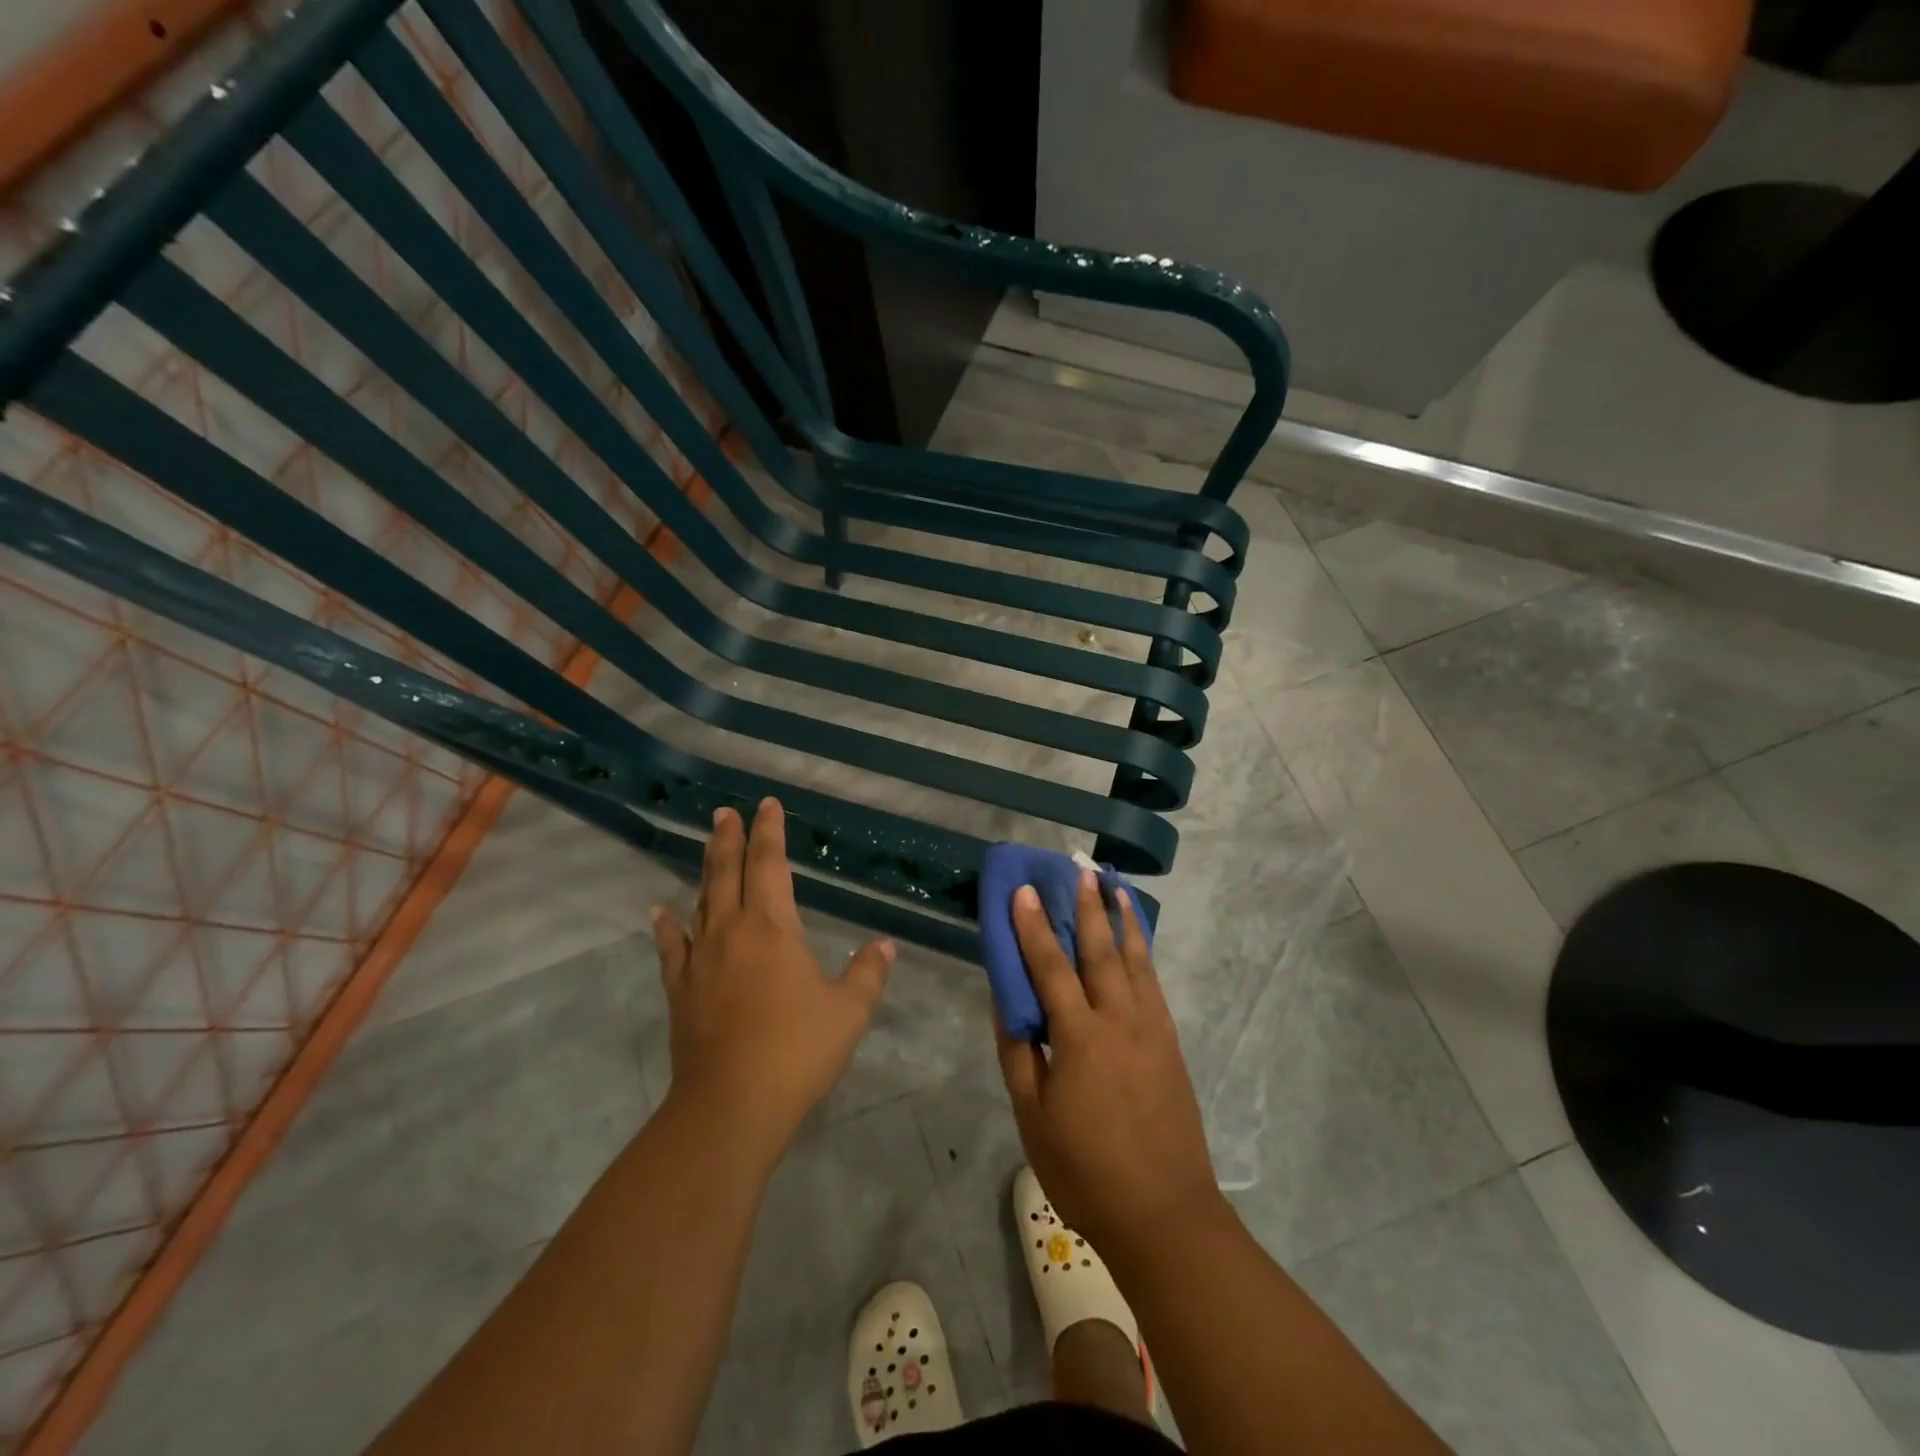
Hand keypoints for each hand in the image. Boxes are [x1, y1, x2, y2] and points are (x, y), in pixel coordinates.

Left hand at [652, 799, 893, 1157]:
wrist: (731, 1105)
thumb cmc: (797, 1051)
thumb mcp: (848, 1012)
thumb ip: (868, 973)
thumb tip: (885, 945)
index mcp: (772, 927)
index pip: (769, 864)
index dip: (770, 832)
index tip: (768, 805)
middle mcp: (731, 931)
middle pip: (727, 872)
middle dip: (730, 838)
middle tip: (727, 811)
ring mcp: (701, 959)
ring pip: (701, 900)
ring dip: (706, 868)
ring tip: (709, 843)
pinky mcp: (681, 990)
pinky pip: (671, 947)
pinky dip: (666, 925)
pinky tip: (659, 909)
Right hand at [995, 871, 1224, 1256]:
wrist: (1164, 1212)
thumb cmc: (1085, 1170)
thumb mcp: (1033, 1116)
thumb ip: (1018, 1051)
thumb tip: (1005, 1000)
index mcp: (1078, 1036)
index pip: (1050, 966)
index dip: (1033, 926)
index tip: (1024, 890)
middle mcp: (1118, 1019)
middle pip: (1098, 950)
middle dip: (1085, 906)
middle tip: (1077, 869)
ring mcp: (1150, 1027)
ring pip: (1133, 958)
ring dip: (1119, 917)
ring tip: (1112, 883)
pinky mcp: (1169, 1041)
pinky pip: (1152, 981)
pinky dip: (1142, 950)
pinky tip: (1135, 936)